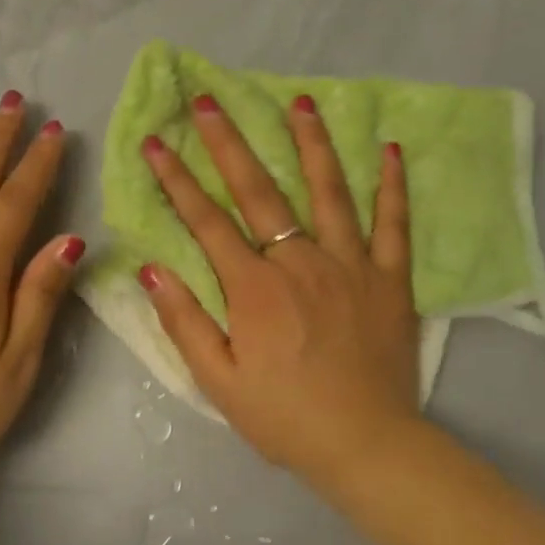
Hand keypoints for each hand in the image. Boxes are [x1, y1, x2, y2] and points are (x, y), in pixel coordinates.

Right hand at [137, 93, 421, 480]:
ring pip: (329, 192)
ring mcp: (352, 266)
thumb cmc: (284, 418)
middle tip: (210, 100)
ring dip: (311, 143)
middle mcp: (301, 262)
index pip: (207, 222)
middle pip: (261, 192)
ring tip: (298, 101)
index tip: (156, 141)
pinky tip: (388, 149)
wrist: (365, 444)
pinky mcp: (391, 280)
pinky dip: (391, 186)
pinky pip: (393, 224)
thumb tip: (151, 270)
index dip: (177, 180)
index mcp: (255, 289)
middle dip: (230, 143)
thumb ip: (185, 322)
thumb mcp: (218, 381)